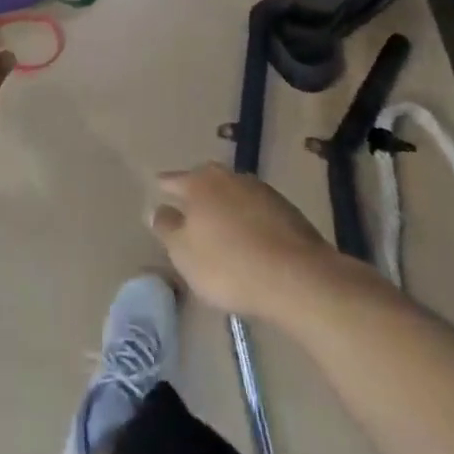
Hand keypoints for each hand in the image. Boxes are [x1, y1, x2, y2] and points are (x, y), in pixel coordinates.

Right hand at [151, 165, 335, 321]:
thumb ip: (166, 228)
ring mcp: (259, 189)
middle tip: (189, 210)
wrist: (297, 276)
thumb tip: (157, 209)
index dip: (164, 187)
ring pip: (232, 193)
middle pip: (205, 181)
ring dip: (224, 206)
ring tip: (220, 227)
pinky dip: (247, 219)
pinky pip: (255, 209)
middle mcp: (227, 177)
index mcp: (199, 183)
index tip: (158, 190)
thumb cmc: (229, 265)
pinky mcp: (285, 208)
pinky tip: (249, 238)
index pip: (173, 180)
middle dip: (196, 193)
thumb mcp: (184, 254)